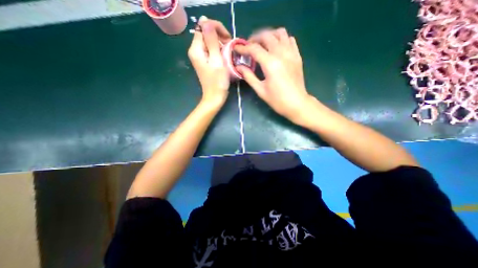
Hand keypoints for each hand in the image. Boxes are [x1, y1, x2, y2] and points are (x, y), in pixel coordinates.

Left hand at [187, 16, 231, 106]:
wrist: (215, 97)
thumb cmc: (217, 81)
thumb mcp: (216, 60)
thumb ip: (211, 40)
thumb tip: (205, 20)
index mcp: (196, 49)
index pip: (203, 27)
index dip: (216, 28)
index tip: (228, 38)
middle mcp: (195, 51)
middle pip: (206, 33)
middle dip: (219, 36)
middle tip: (230, 46)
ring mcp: (199, 56)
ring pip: (209, 41)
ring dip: (220, 43)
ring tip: (229, 52)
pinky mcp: (204, 61)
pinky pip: (211, 50)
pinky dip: (219, 50)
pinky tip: (225, 56)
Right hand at [235, 27, 313, 123]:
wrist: (297, 103)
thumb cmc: (277, 100)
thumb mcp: (260, 90)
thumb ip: (249, 76)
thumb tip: (239, 67)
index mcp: (270, 64)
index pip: (254, 49)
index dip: (244, 47)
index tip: (237, 49)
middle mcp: (281, 54)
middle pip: (267, 35)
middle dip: (255, 38)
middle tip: (249, 47)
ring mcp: (291, 53)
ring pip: (280, 33)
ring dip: (269, 36)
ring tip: (263, 45)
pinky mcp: (297, 56)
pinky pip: (290, 40)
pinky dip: (281, 40)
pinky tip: (276, 49)